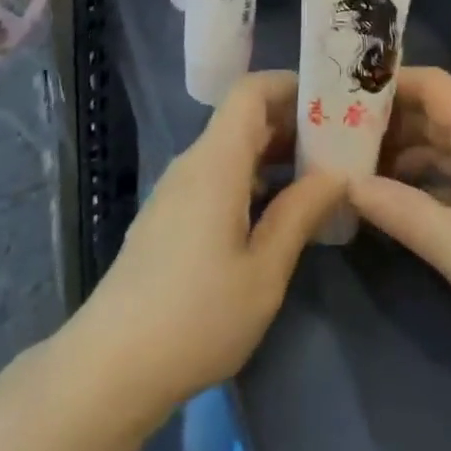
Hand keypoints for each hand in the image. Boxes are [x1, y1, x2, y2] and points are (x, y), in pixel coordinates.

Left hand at [79, 71, 343, 409]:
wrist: (112, 365)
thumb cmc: (196, 316)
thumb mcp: (264, 272)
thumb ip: (300, 213)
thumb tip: (338, 174)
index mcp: (217, 161)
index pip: (250, 90)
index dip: (290, 84)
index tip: (331, 101)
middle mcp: (194, 161)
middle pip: (243, 117)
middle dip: (291, 121)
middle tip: (339, 142)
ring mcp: (177, 188)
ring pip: (231, 147)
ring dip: (273, 152)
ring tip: (318, 176)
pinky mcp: (170, 214)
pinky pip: (217, 174)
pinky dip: (252, 177)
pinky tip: (277, 212)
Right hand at [350, 66, 450, 356]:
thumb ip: (400, 211)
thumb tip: (348, 185)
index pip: (430, 83)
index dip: (389, 83)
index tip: (344, 93)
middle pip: (432, 112)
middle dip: (388, 120)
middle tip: (339, 133)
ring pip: (442, 144)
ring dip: (403, 152)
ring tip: (358, 166)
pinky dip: (424, 179)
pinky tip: (396, 200)